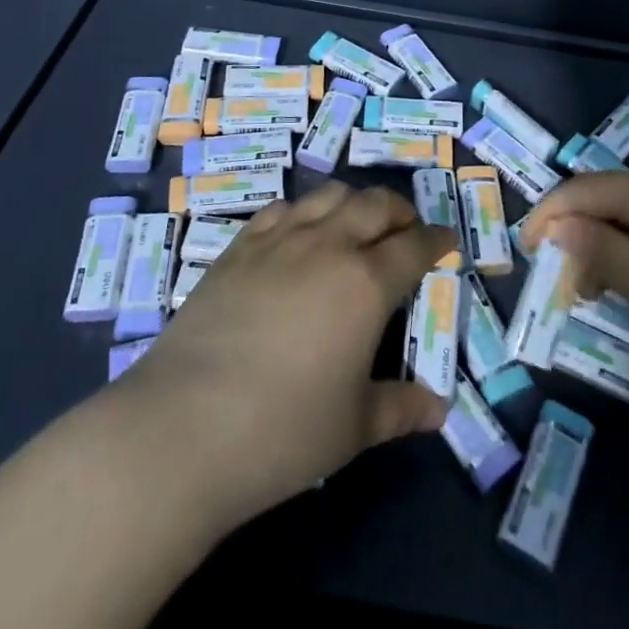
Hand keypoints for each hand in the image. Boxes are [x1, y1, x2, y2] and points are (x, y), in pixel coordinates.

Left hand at [112, 181, 456, 535]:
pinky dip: (304, 212)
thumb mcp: (353, 428)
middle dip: (400, 211)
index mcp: (366, 283)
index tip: (446, 243)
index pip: (414, 246)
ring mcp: (279, 240)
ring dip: (354, 203)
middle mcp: (327, 246)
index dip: (436, 241)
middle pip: (375, 205)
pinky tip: (300, 232)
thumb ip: (401, 408)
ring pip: (329, 196)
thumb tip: (439, 410)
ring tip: (357, 223)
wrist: (181, 428)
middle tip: (407, 229)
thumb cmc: (281, 433)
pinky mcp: (239, 247)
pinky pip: (281, 209)